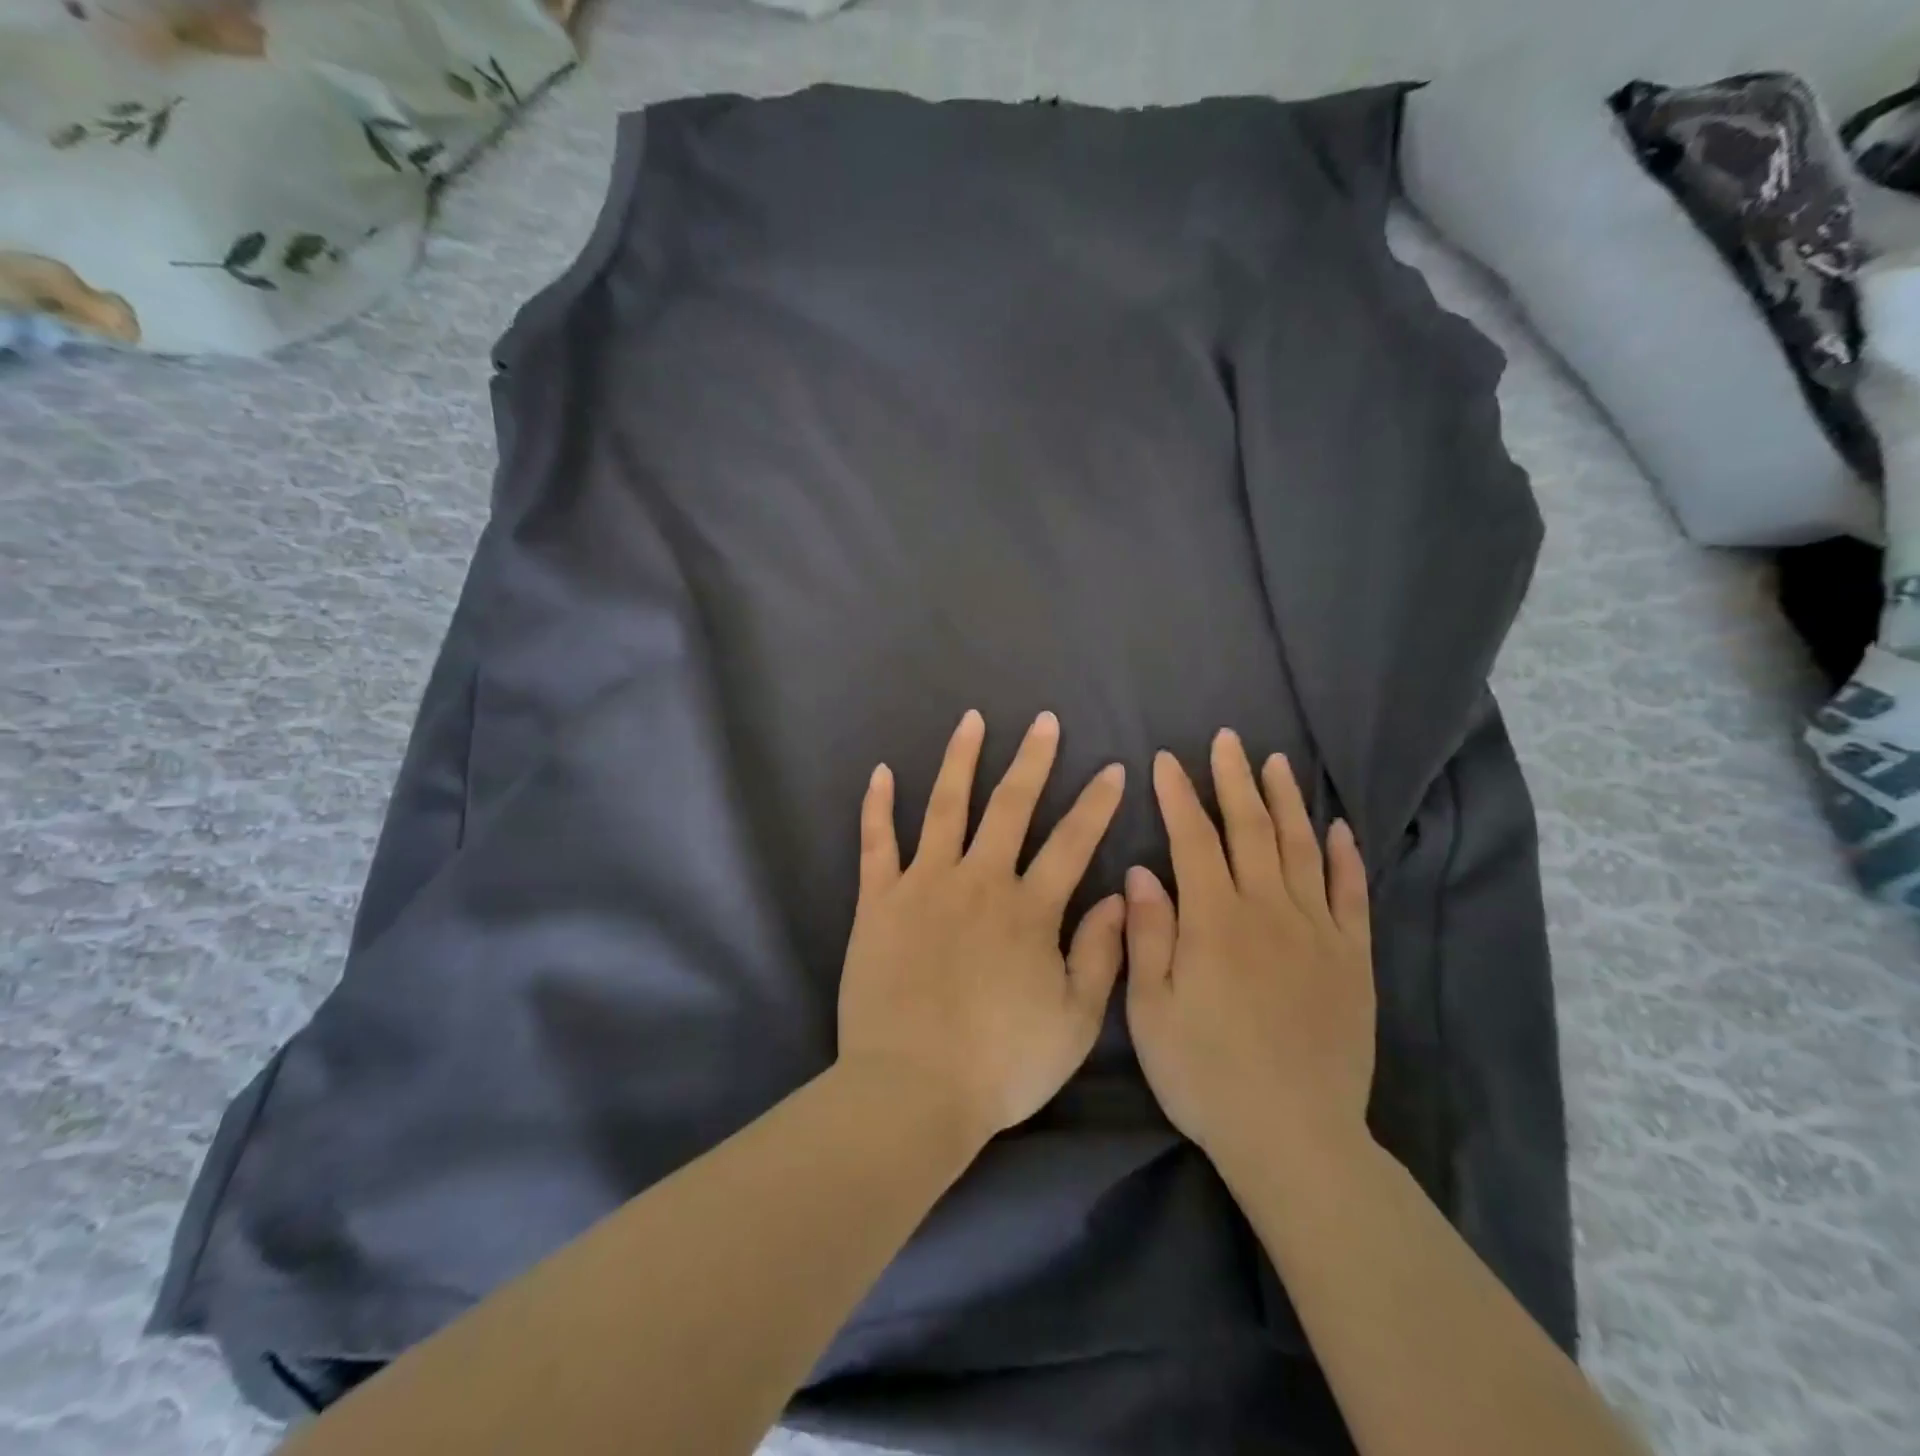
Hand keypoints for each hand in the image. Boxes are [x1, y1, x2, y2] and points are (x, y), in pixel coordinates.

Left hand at [837, 709, 1127, 1141]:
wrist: (913, 1090)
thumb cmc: (1001, 1065)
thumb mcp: (1075, 1021)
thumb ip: (1102, 954)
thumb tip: (1121, 895)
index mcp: (1029, 909)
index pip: (1072, 842)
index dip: (1096, 804)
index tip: (1112, 768)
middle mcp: (979, 881)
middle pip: (1011, 806)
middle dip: (1032, 760)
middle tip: (1044, 721)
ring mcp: (924, 885)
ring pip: (946, 807)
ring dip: (960, 760)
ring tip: (971, 721)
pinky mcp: (878, 901)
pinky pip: (877, 842)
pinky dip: (877, 806)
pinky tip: (880, 772)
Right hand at [1124, 730, 1374, 1170]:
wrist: (1294, 1136)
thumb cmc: (1205, 1074)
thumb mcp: (1150, 1010)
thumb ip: (1147, 934)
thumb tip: (1141, 871)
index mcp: (1214, 920)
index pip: (1193, 839)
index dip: (1178, 795)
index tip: (1166, 760)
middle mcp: (1268, 911)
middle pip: (1251, 830)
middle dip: (1234, 780)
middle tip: (1228, 739)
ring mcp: (1317, 932)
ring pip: (1302, 849)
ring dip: (1287, 802)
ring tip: (1277, 763)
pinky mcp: (1352, 959)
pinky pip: (1351, 895)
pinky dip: (1345, 857)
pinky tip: (1339, 828)